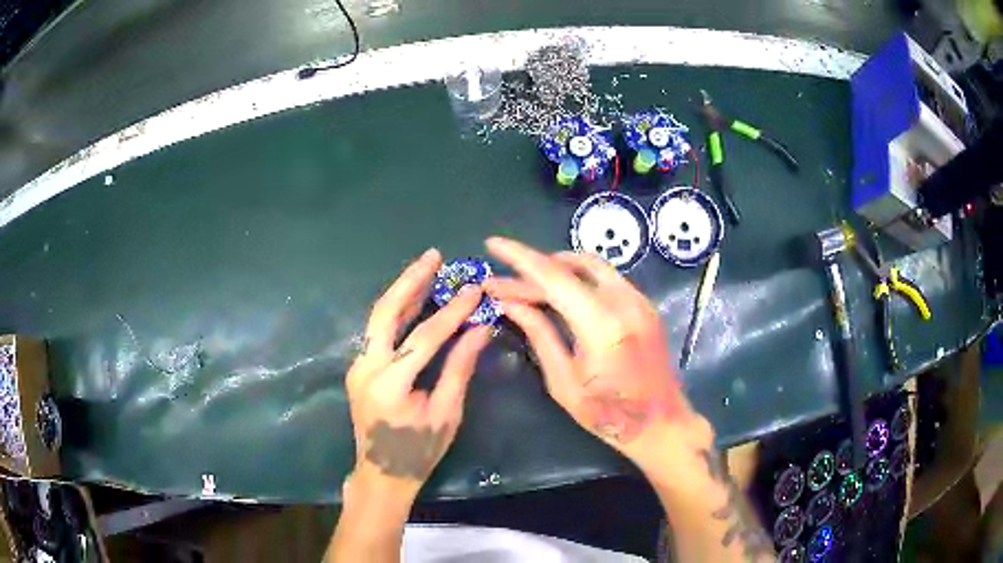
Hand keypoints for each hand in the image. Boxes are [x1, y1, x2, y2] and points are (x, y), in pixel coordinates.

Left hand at [345, 248, 491, 505]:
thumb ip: (460, 367)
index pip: (425, 337)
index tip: (475, 289)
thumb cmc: (419, 451)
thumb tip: (481, 328)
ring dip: (402, 291)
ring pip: (377, 317)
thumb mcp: (447, 413)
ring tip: (426, 267)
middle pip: (385, 313)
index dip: (453, 311)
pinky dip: (396, 311)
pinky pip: (377, 331)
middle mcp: (366, 368)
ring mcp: (357, 366)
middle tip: (434, 256)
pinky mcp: (358, 367)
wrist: (381, 473)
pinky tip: (414, 297)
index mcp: (390, 385)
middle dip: (410, 281)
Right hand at [483, 237, 708, 469]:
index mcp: (601, 324)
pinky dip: (577, 277)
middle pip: (568, 269)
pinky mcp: (644, 304)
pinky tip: (558, 291)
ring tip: (525, 284)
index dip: (520, 257)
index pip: (553, 277)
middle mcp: (623, 301)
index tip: (493, 244)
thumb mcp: (564, 381)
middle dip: (531, 272)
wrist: (660, 422)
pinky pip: (605, 277)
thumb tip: (509, 304)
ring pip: (589, 266)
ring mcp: (638, 300)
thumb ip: (539, 334)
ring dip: (555, 269)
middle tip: (501, 284)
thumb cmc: (608, 414)